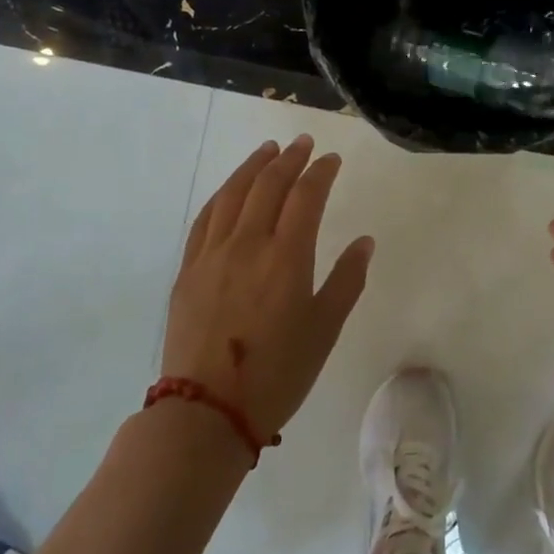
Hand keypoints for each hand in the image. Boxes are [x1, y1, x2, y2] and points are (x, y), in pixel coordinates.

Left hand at [163, 135, 374, 440]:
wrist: (207, 410)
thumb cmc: (278, 373)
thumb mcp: (324, 330)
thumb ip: (346, 280)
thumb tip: (365, 242)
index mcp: (286, 257)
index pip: (306, 196)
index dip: (321, 172)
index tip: (332, 159)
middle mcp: (247, 244)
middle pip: (268, 185)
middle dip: (289, 159)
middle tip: (303, 143)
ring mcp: (212, 254)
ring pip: (233, 194)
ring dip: (253, 167)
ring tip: (268, 150)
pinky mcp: (188, 269)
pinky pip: (206, 217)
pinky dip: (222, 194)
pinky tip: (230, 190)